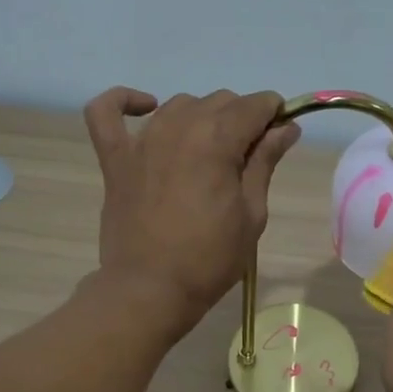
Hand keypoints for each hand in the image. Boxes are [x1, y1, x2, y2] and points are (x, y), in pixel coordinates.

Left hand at [84, 87, 300, 337]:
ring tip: (209, 150)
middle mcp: (179, 127)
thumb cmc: (210, 259)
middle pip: (219, 101)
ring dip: (201, 116)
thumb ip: (265, 163)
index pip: (253, 106)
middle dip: (241, 118)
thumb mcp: (251, 214)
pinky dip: (124, 101)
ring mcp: (142, 140)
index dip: (273, 113)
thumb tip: (285, 127)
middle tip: (248, 157)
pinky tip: (146, 108)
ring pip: (178, 104)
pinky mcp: (114, 158)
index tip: (281, 133)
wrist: (151, 289)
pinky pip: (106, 112)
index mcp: (217, 140)